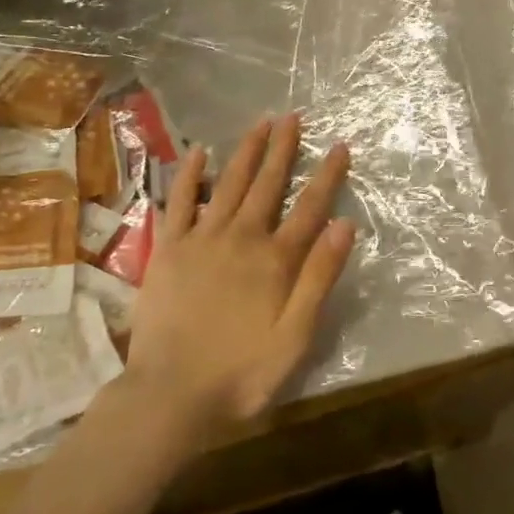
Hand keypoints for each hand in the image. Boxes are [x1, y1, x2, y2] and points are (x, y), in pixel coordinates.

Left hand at [122, 113, 355, 442]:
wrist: (169, 395)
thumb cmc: (241, 372)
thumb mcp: (296, 336)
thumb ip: (320, 278)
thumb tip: (345, 224)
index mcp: (276, 259)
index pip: (311, 207)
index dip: (328, 175)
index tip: (340, 145)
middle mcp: (242, 237)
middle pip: (269, 184)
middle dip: (284, 148)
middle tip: (294, 117)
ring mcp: (202, 239)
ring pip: (230, 183)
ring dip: (247, 151)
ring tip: (261, 123)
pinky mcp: (168, 249)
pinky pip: (180, 202)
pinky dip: (190, 175)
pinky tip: (199, 152)